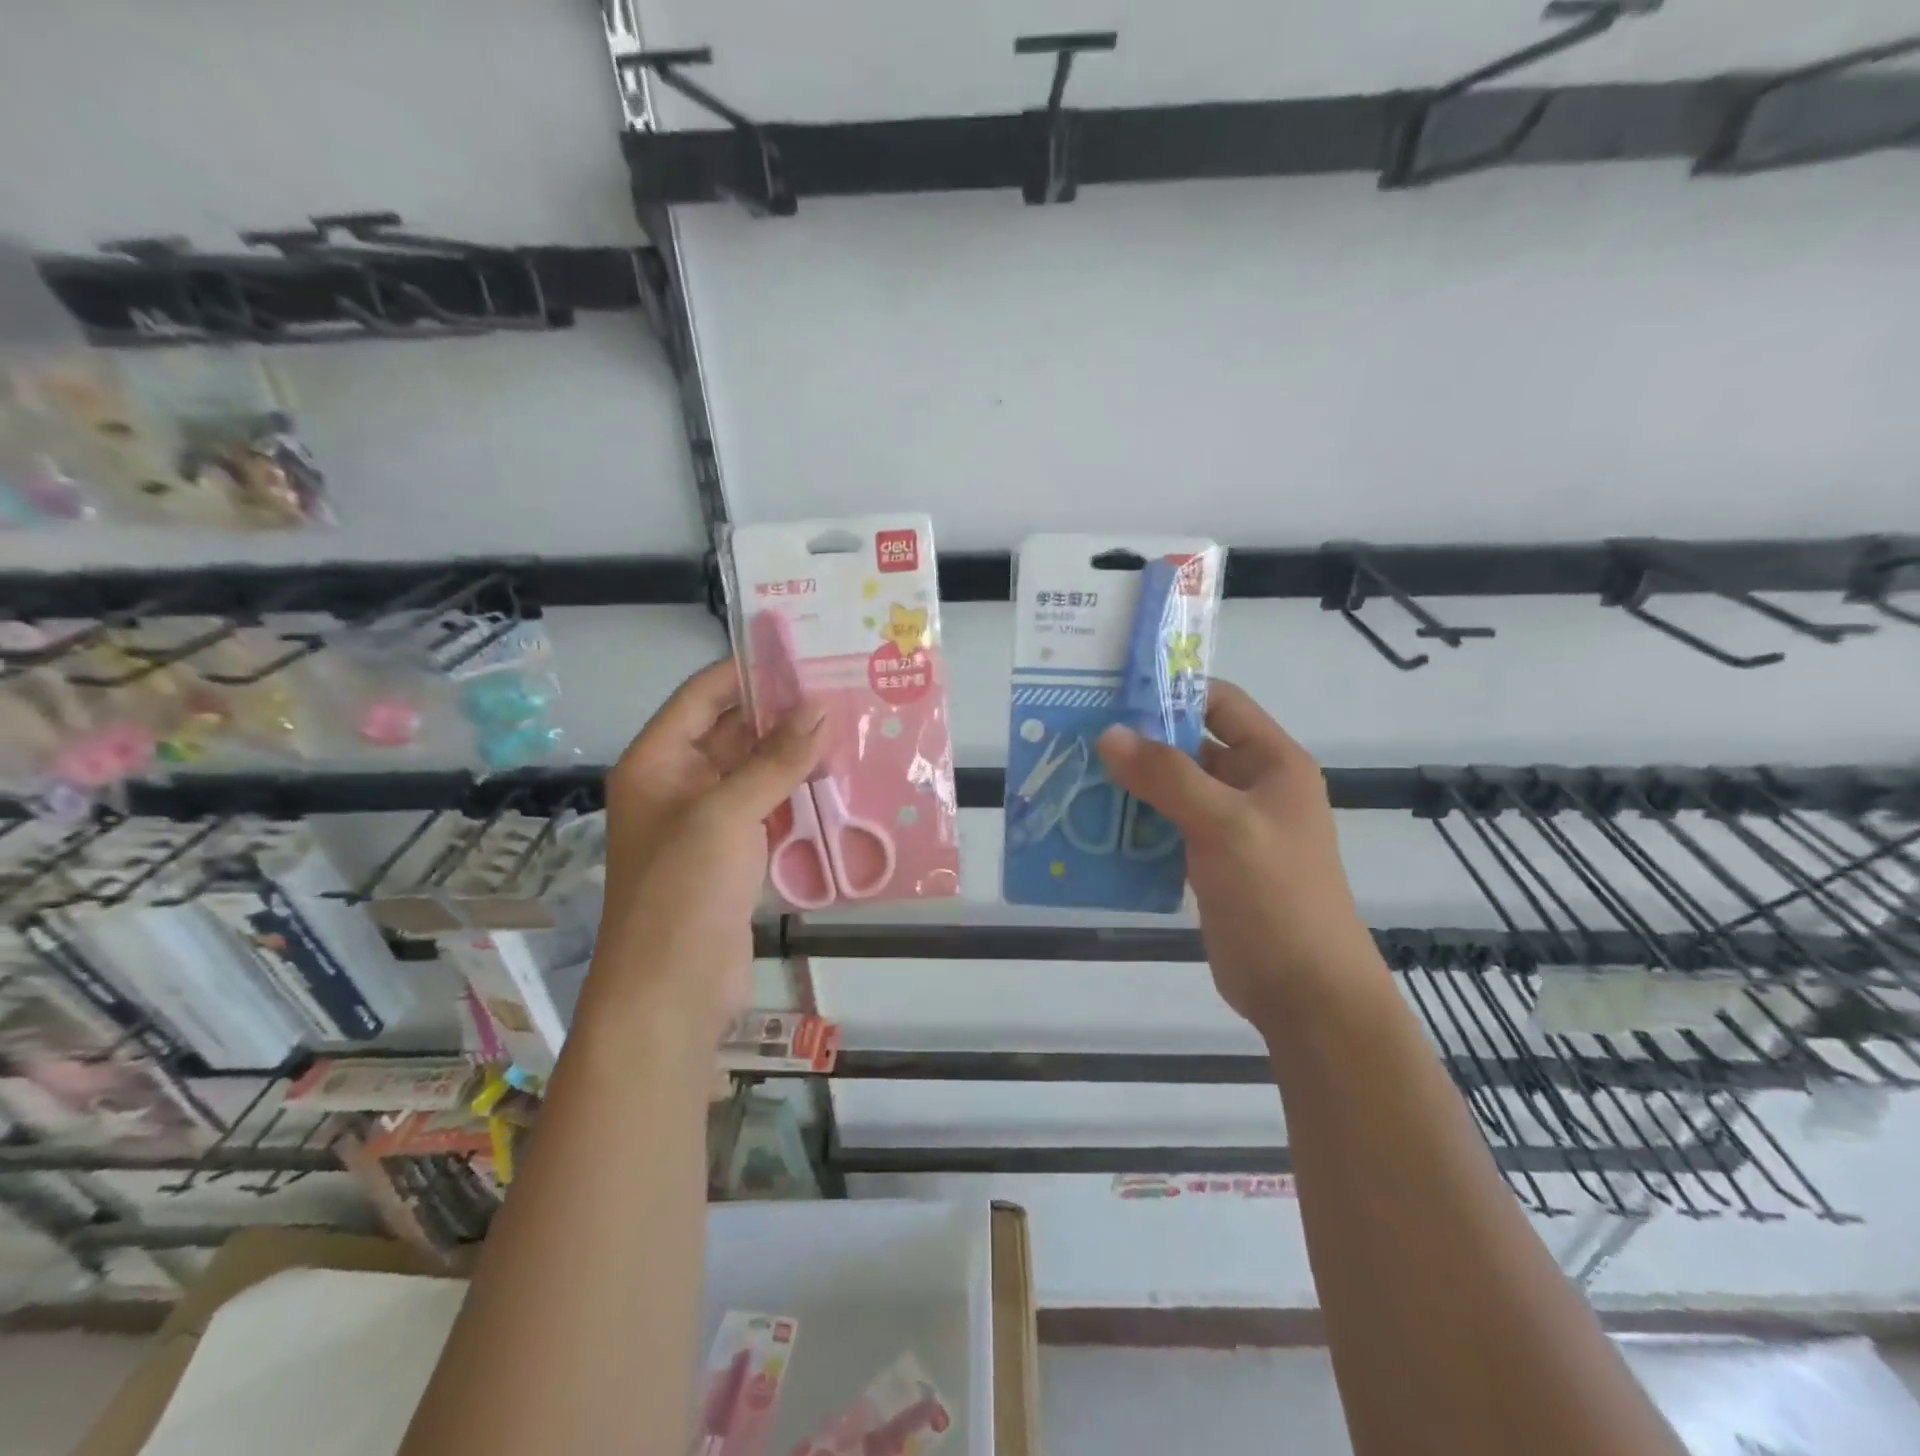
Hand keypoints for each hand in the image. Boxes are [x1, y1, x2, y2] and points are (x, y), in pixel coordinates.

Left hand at [584, 660, 825, 1045]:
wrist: (671, 992)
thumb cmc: (683, 891)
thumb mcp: (726, 814)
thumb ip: (775, 760)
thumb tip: (821, 708)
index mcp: (658, 763)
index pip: (703, 697)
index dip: (748, 672)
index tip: (802, 655)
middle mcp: (679, 785)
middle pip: (732, 733)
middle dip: (782, 713)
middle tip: (840, 689)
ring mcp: (708, 823)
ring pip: (756, 773)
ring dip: (795, 755)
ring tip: (850, 728)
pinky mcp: (734, 856)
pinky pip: (769, 811)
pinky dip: (798, 796)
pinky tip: (840, 782)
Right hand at [1096, 681, 1378, 1032]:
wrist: (1304, 993)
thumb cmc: (1276, 896)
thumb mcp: (1225, 825)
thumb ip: (1167, 776)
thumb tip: (1108, 734)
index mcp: (1271, 763)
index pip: (1219, 703)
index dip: (1171, 691)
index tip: (1112, 691)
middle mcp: (1250, 787)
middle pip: (1189, 746)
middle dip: (1137, 741)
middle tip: (1077, 734)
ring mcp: (1228, 827)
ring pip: (1171, 789)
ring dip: (1128, 785)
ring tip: (1073, 776)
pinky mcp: (1207, 862)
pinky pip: (1164, 828)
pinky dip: (1132, 824)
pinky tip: (1091, 825)